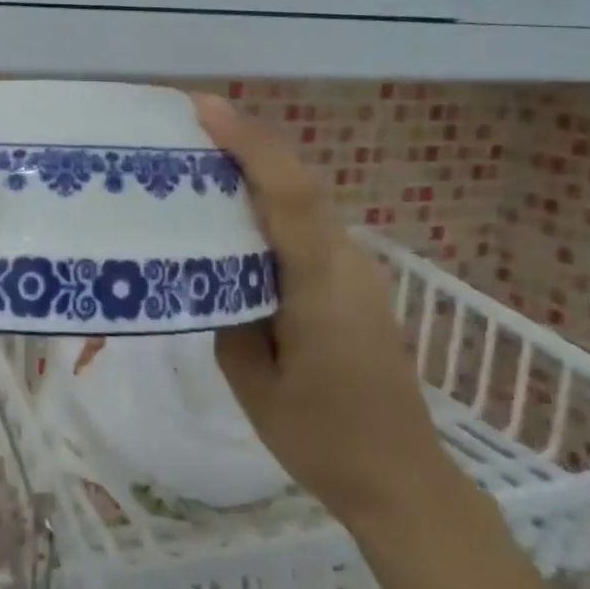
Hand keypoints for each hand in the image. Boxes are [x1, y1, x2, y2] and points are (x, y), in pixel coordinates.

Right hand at [194, 94, 446, 518]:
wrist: (401, 480)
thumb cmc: (322, 439)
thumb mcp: (253, 383)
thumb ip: (229, 316)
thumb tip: (216, 274)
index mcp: (322, 284)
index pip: (290, 194)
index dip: (250, 143)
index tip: (205, 108)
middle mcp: (349, 262)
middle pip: (298, 185)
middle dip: (247, 146)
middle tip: (189, 129)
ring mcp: (359, 272)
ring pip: (305, 204)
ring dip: (259, 175)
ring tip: (203, 165)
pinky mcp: (357, 285)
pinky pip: (309, 230)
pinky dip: (273, 210)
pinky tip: (238, 224)